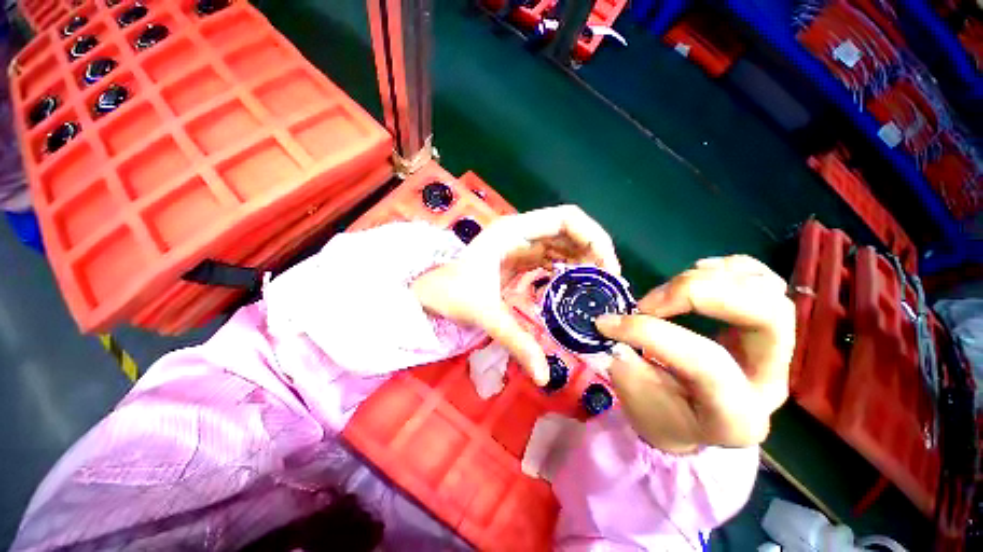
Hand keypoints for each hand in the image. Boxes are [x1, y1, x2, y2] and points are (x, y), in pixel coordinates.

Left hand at [412, 206, 619, 385]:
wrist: (425, 294)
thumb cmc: (448, 294)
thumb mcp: (484, 314)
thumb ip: (516, 341)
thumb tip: (545, 378)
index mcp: (513, 231)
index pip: (566, 218)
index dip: (594, 237)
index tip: (607, 268)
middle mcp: (519, 232)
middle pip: (568, 230)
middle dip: (592, 252)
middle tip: (605, 285)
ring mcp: (517, 245)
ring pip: (560, 244)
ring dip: (580, 261)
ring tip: (594, 289)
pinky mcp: (516, 260)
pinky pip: (549, 259)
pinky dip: (564, 270)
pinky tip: (571, 289)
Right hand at [595, 255, 793, 452]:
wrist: (688, 419)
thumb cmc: (661, 415)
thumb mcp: (636, 401)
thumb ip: (626, 362)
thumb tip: (613, 325)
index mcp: (738, 416)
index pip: (708, 363)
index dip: (652, 334)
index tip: (607, 323)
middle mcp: (769, 380)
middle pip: (767, 314)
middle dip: (700, 294)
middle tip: (650, 302)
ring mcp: (773, 350)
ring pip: (768, 291)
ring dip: (711, 279)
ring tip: (668, 290)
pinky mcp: (763, 327)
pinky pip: (764, 280)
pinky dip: (728, 268)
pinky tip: (696, 274)